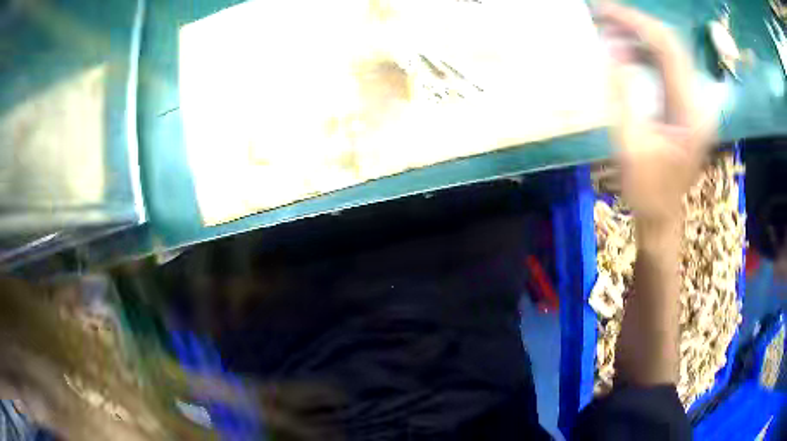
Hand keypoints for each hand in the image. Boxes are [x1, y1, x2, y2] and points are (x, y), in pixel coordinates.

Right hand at [598, 3, 712, 223]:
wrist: (662, 216)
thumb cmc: (647, 191)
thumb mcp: (631, 146)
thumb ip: (623, 95)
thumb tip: (614, 49)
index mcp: (691, 113)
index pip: (667, 49)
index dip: (636, 23)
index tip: (603, 10)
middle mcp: (698, 102)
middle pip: (671, 44)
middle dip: (636, 23)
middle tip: (602, 13)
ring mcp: (694, 103)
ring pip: (669, 51)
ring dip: (639, 35)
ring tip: (609, 26)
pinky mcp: (686, 106)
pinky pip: (666, 66)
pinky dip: (644, 51)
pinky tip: (624, 48)